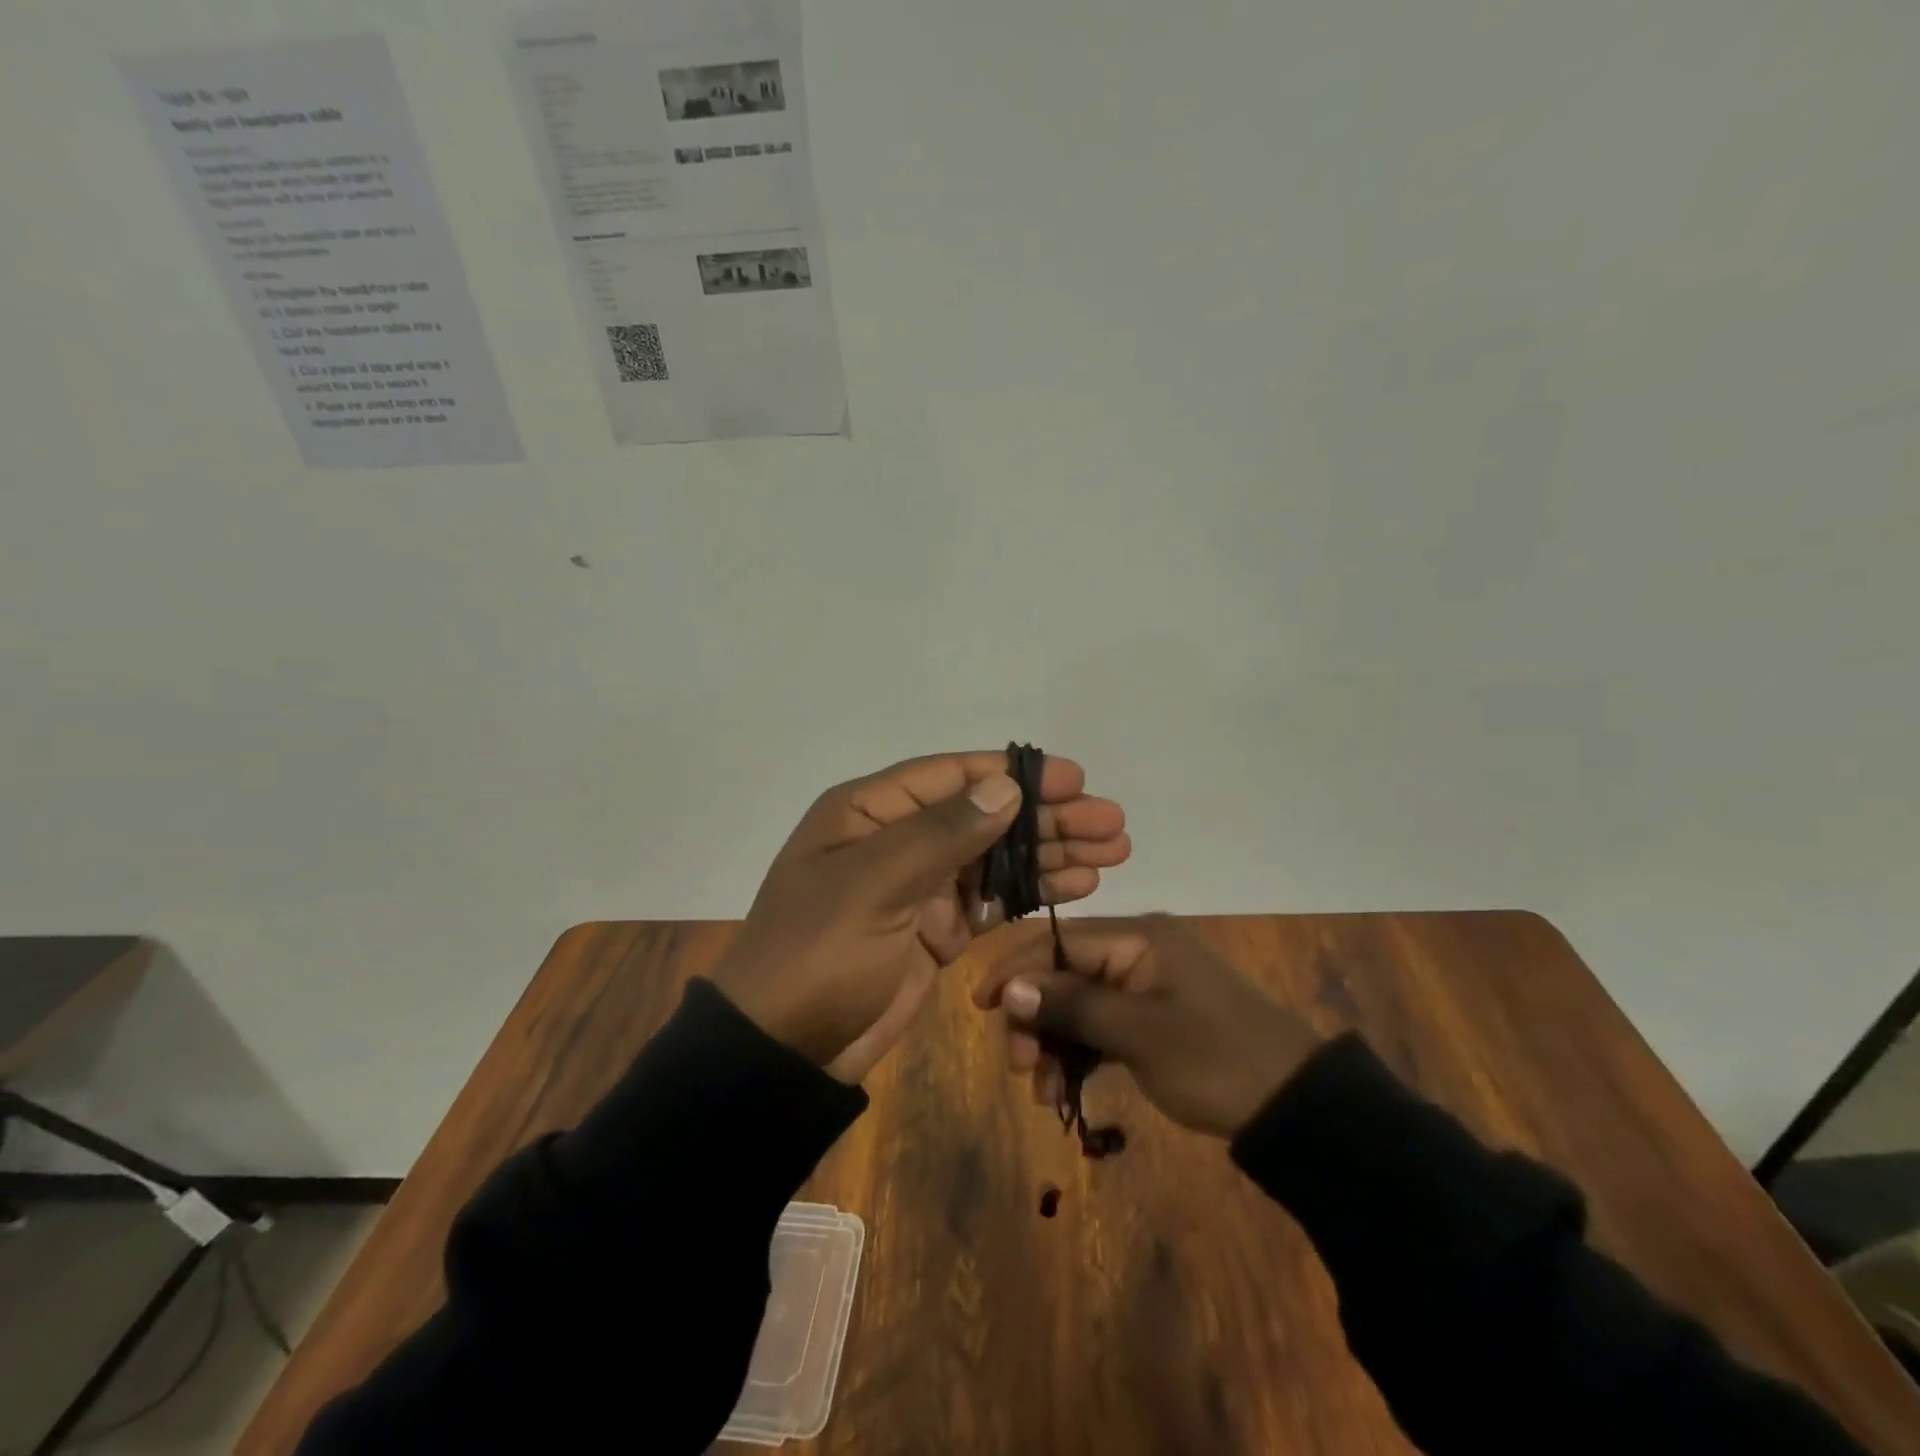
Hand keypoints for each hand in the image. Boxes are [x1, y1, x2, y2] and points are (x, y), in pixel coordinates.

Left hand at [711, 751, 1129, 1084]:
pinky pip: (993, 901)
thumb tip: (1006, 787)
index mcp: (869, 812)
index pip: (952, 777)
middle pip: (984, 816)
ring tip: (1113, 850)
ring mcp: (920, 887)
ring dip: (1052, 854)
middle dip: (1048, 818)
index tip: (1074, 779)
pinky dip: (1034, 893)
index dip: (1015, 775)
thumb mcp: (873, 883)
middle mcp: (898, 840)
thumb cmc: (818, 952)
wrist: (784, 1050)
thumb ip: (942, 834)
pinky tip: (1080, 885)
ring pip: (997, 858)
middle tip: (1112, 822)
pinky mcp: (937, 930)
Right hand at [973, 915, 1320, 1137]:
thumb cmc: (1216, 1060)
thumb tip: (1008, 987)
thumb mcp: (1140, 1033)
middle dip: (1035, 1017)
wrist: (1296, 1107)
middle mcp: (1136, 951)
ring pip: (1078, 1004)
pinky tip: (1065, 1092)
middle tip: (1021, 1067)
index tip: (981, 1007)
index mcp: (1137, 938)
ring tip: (1044, 1093)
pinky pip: (1101, 1026)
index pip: (1058, 940)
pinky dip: (1080, 1055)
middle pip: (1063, 973)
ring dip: (1054, 1044)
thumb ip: (1072, 1006)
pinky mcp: (1152, 1018)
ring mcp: (1145, 986)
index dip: (1015, 969)